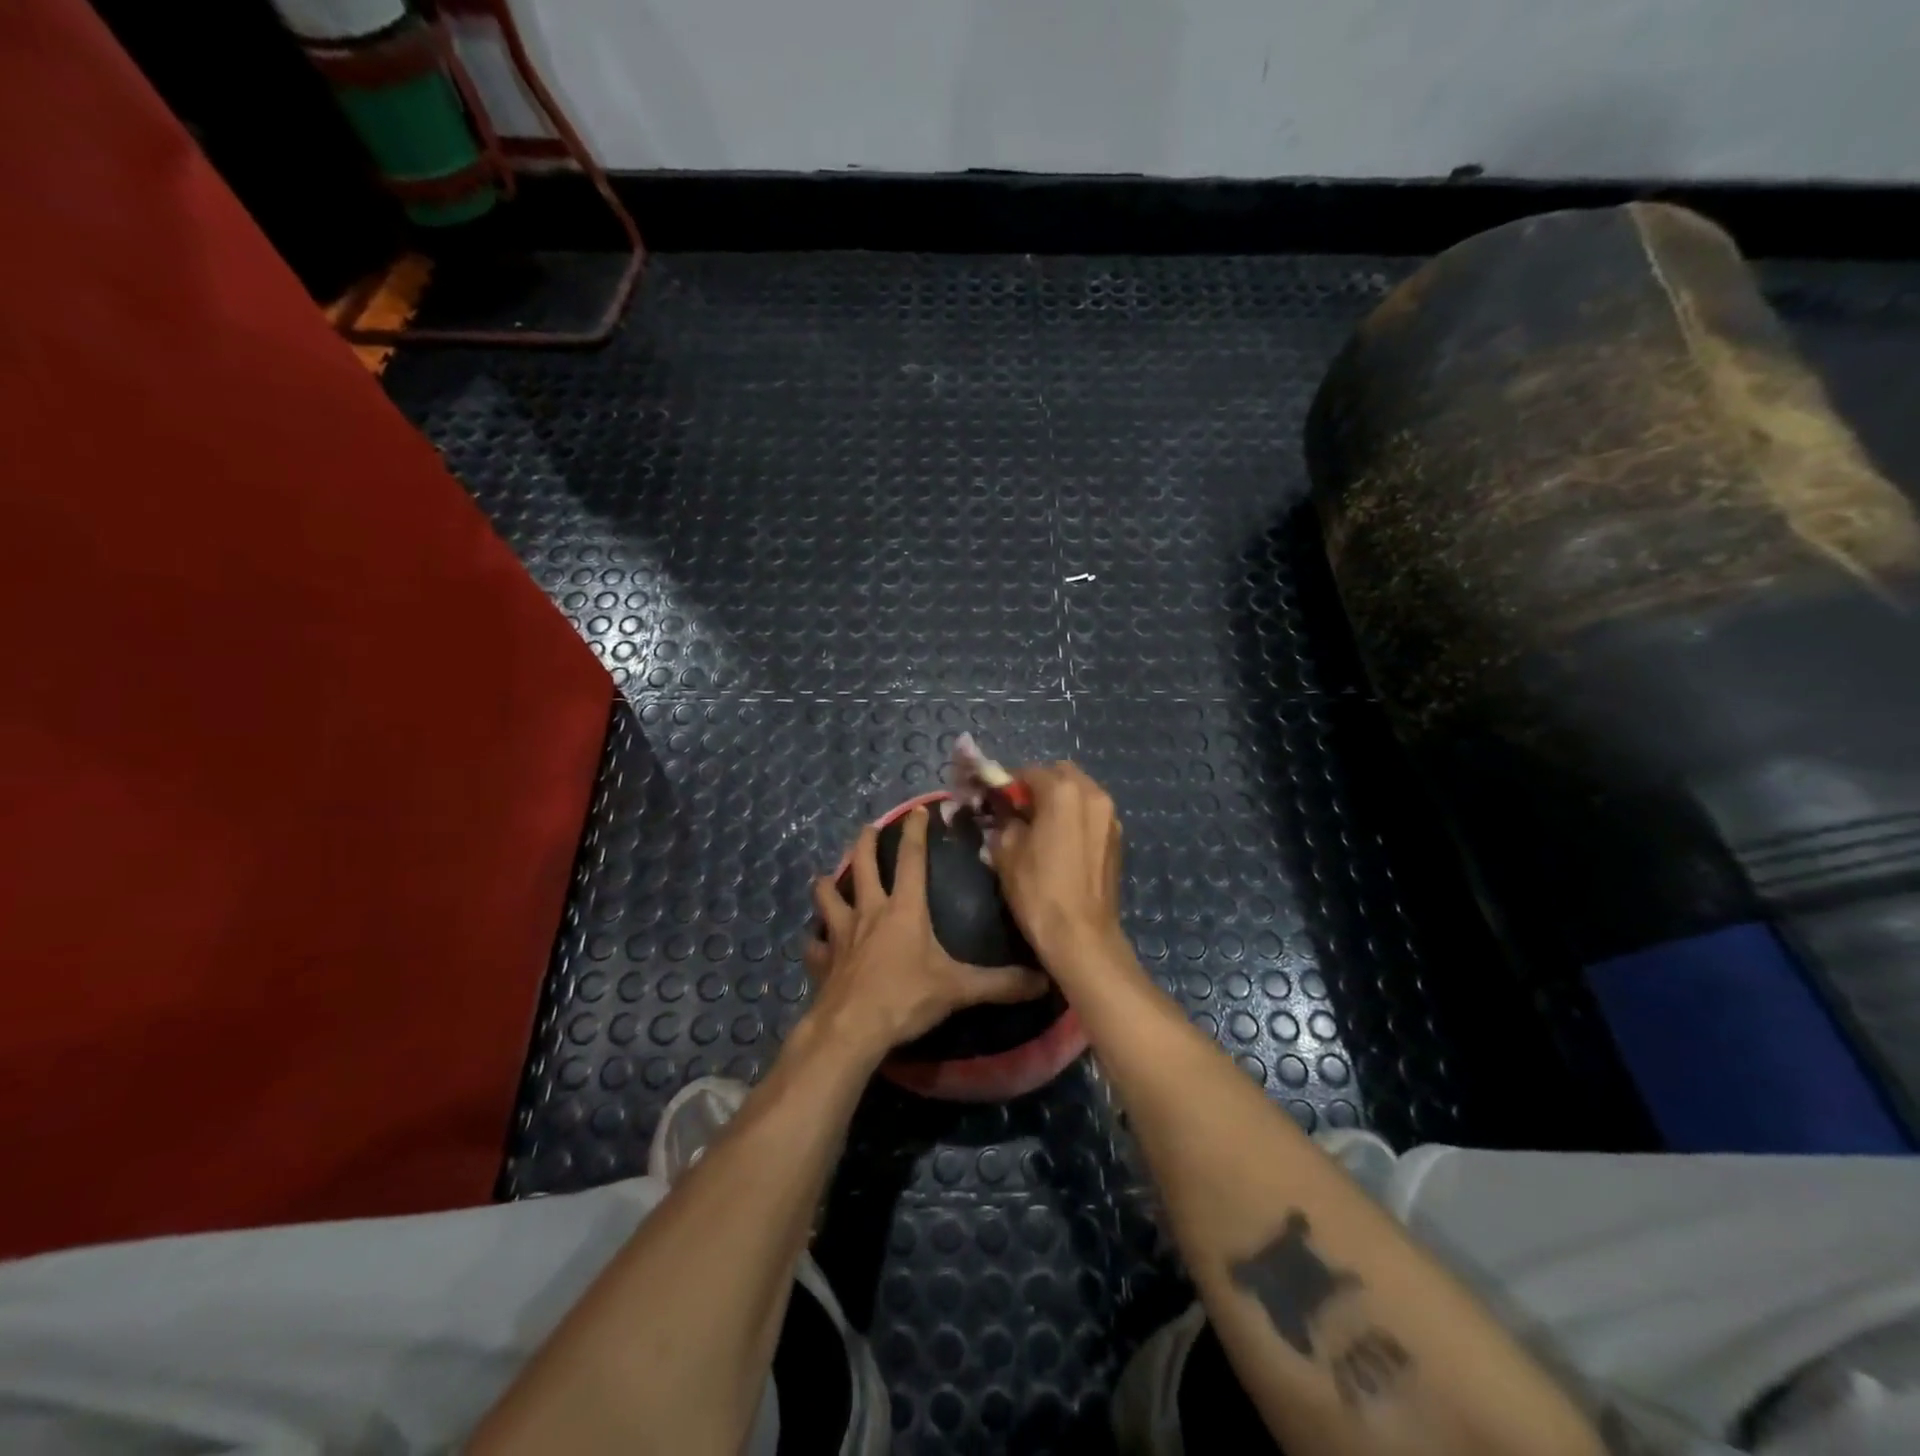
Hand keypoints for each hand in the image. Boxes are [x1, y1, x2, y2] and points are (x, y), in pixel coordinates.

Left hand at [805, 807, 1048, 1061]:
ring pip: (828, 897)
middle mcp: (870, 912)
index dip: (915, 832)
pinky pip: (814, 944)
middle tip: (868, 829)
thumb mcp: (959, 989)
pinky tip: (816, 941)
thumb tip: (1042, 980)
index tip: (918, 810)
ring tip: (827, 877)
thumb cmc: (906, 998)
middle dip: (866, 843)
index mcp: (904, 909)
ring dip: (828, 885)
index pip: (912, 860)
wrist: (852, 1029)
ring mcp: (840, 935)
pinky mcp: (822, 961)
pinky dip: (815, 940)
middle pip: (863, 866)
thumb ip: (1000, 984)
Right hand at [991, 763, 1129, 978]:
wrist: (1081, 936)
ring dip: (1059, 799)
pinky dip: (1075, 816)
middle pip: (1060, 774)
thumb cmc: (1038, 890)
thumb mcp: (1006, 852)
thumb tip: (1005, 814)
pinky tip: (1060, 841)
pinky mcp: (1117, 838)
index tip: (994, 801)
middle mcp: (1093, 794)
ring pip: (1080, 792)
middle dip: (1038, 786)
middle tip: (1018, 811)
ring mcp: (1110, 816)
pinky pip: (1092, 813)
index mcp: (1063, 791)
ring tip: (1040, 826)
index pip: (1029, 772)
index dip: (1008, 784)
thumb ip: (1004, 821)